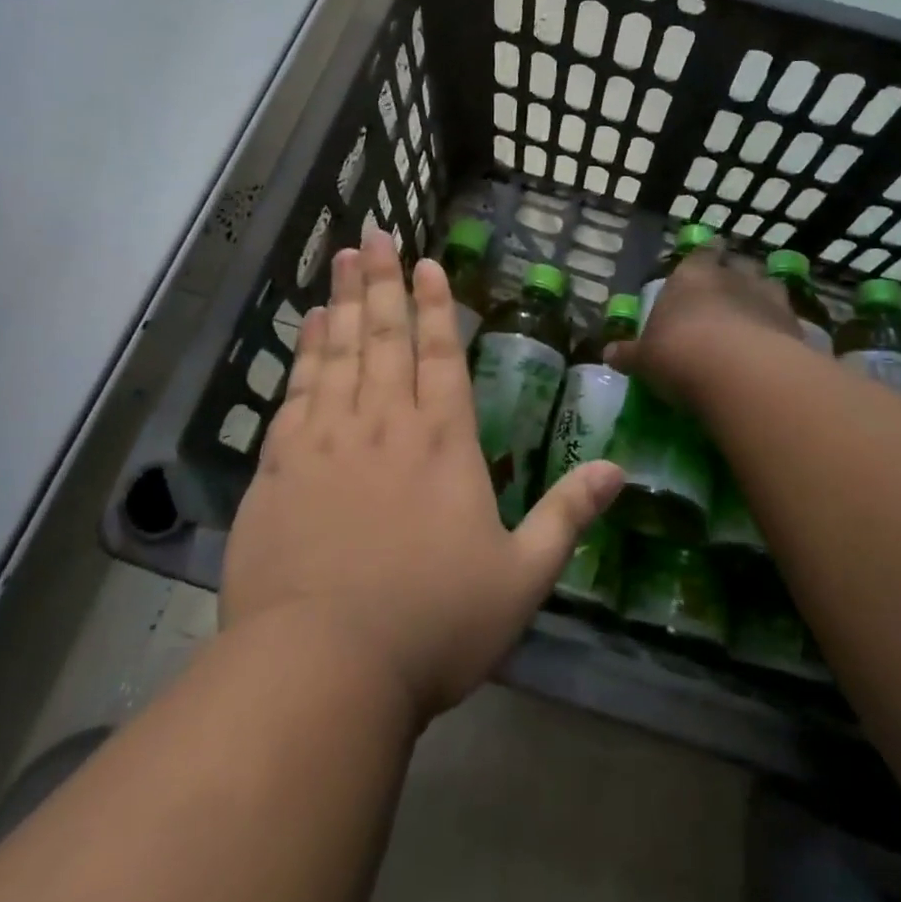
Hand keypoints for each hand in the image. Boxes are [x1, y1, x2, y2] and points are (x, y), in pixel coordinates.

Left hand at [222, 227, 624, 722]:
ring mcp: (326, 438)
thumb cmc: (433, 624)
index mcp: (443, 441)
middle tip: (374, 234)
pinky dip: (306, 350)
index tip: (427, 262)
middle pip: (385, 335)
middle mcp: (385, 423)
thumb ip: (568, 516)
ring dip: (345, 300)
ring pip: (339, 350)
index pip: (441, 353)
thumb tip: (621, 470)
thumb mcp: (521, 578)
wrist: (321, 668)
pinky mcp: (279, 465)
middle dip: (384, 281)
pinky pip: (297, 389)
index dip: (436, 304)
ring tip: (344, 259)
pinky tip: (310, 325)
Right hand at [606, 246, 799, 399]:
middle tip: (730, 292)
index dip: (705, 254)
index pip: (702, 252)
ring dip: (763, 298)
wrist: (740, 374)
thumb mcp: (645, 359)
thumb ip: (630, 354)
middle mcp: (733, 277)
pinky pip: (789, 321)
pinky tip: (776, 348)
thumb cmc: (679, 354)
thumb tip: (609, 353)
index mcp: (692, 276)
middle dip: (735, 276)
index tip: (709, 256)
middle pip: (739, 265)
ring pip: (770, 286)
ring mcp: (769, 299)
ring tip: (756, 316)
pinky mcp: (796, 326)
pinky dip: (782, 330)